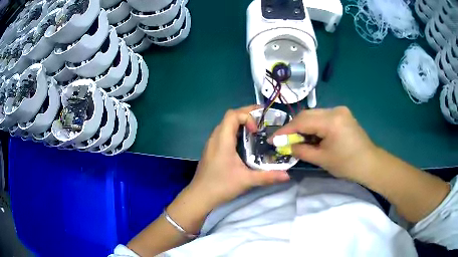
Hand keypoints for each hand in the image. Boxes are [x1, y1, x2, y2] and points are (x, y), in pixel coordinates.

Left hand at [187, 105, 289, 209]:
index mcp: (222, 140)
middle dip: (247, 115)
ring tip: (256, 130)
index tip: (257, 130)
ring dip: (241, 123)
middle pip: (230, 117)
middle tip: (263, 121)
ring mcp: (212, 143)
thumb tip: (287, 175)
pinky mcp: (212, 150)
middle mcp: (215, 137)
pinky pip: (224, 133)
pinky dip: (235, 131)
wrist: (200, 196)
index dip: (247, 116)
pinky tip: (244, 143)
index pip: (233, 115)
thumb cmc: (221, 186)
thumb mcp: (246, 180)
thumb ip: (267, 176)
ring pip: (226, 124)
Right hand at [272, 106, 377, 180]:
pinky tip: (312, 136)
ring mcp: (340, 111)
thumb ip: (301, 150)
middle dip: (294, 128)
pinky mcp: (343, 115)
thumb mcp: (322, 159)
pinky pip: (323, 117)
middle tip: (284, 140)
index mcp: (331, 121)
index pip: (302, 121)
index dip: (285, 131)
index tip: (273, 139)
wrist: (370, 163)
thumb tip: (286, 147)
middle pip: (307, 115)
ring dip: (304, 126)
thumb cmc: (347, 164)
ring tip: (297, 140)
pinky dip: (314, 126)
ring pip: (314, 115)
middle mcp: (335, 110)